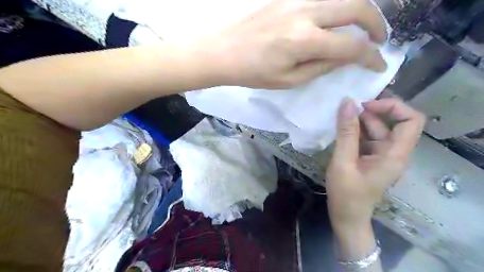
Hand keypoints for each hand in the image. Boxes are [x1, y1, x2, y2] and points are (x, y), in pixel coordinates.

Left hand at [206, 0, 387, 87]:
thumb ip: (321, 67)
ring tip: (361, 29)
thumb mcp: (289, 80)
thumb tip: (345, 58)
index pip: (351, 46)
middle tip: (378, 40)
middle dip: (376, 24)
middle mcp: (306, 13)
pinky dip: (338, 7)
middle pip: (356, 7)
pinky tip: (336, 20)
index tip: (379, 65)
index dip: (370, 57)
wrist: (225, 51)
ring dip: (359, 11)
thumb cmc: (254, 72)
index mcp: (305, 41)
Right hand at [325, 96, 424, 232]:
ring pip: (377, 129)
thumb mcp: (343, 162)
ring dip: (359, 122)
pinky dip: (355, 131)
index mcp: (394, 155)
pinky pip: (367, 138)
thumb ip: (346, 133)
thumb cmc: (346, 194)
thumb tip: (347, 103)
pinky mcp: (371, 158)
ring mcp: (381, 155)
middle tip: (345, 110)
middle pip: (391, 122)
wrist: (346, 216)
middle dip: (370, 113)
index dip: (392, 107)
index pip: (411, 120)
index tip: (365, 106)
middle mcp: (393, 152)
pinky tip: (340, 131)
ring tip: (339, 119)